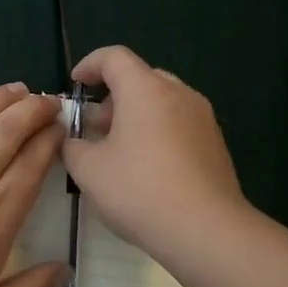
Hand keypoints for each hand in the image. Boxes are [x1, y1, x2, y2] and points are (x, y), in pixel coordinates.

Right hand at [61, 46, 246, 255]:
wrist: (205, 229)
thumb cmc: (139, 190)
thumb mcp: (88, 170)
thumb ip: (72, 147)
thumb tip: (72, 140)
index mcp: (145, 90)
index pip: (114, 57)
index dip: (89, 65)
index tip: (75, 84)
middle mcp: (178, 93)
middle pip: (141, 77)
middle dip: (113, 95)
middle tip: (95, 125)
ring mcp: (202, 118)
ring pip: (163, 101)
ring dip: (136, 114)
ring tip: (118, 149)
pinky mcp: (215, 143)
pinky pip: (179, 123)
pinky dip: (158, 131)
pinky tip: (147, 166)